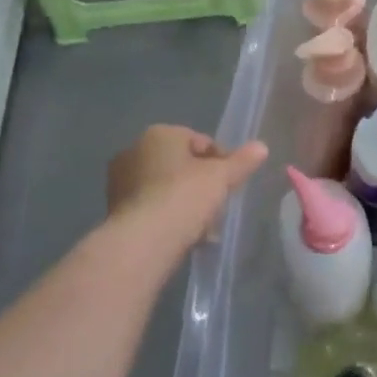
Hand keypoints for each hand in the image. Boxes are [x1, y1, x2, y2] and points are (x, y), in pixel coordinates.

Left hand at [106, 126, 267, 257]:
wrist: (143, 242)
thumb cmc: (184, 196)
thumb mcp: (221, 177)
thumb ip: (242, 161)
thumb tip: (262, 147)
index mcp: (159, 134)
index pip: (201, 142)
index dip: (221, 162)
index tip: (232, 183)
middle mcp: (134, 151)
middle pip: (181, 165)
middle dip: (201, 184)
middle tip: (218, 205)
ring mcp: (120, 182)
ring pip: (166, 188)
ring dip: (185, 203)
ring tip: (204, 228)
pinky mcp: (114, 211)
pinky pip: (151, 208)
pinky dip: (168, 217)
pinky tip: (184, 237)